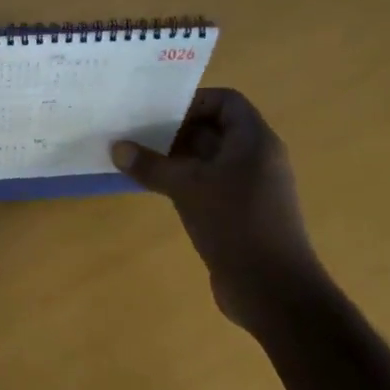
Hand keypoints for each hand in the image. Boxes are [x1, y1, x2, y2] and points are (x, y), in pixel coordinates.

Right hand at [111, 88, 326, 325]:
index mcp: (254, 141)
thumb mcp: (186, 187)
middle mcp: (256, 158)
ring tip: (138, 158)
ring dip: (175, 156)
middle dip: (176, 128)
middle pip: (215, 127)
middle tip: (137, 133)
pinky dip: (183, 180)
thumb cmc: (235, 223)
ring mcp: (250, 186)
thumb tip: (116, 148)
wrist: (272, 289)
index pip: (226, 101)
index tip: (158, 112)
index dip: (193, 100)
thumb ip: (150, 165)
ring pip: (209, 157)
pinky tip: (154, 188)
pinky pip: (208, 182)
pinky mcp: (239, 211)